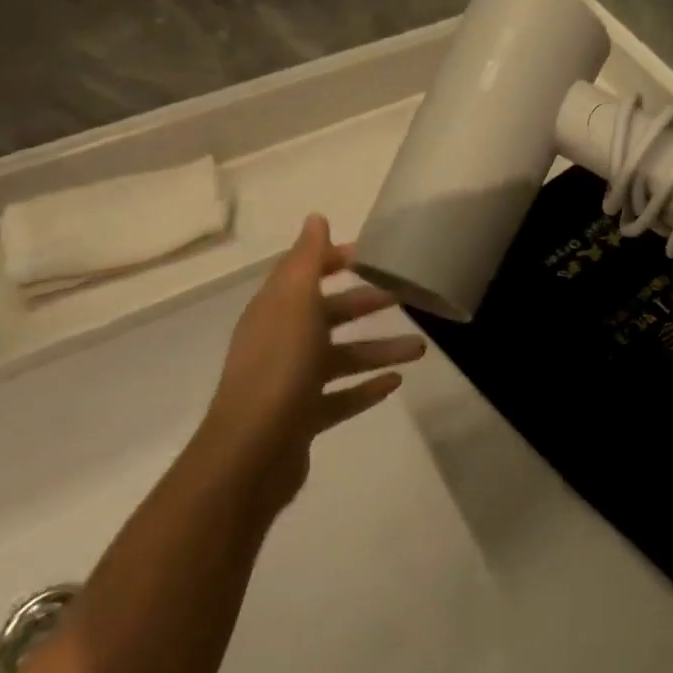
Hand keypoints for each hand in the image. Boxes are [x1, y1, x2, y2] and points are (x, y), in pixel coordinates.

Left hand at [201, 214, 425, 512]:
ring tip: (421, 348)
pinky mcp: (304, 418)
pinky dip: (367, 388)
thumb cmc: (279, 366)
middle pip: (329, 314)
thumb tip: (315, 218)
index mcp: (275, 310)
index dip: (336, 259)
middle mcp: (281, 341)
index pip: (305, 273)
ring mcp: (291, 382)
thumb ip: (307, 259)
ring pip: (343, 357)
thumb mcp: (295, 301)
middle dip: (365, 303)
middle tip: (405, 295)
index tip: (374, 254)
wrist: (251, 454)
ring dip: (380, 349)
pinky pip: (342, 397)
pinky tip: (397, 383)